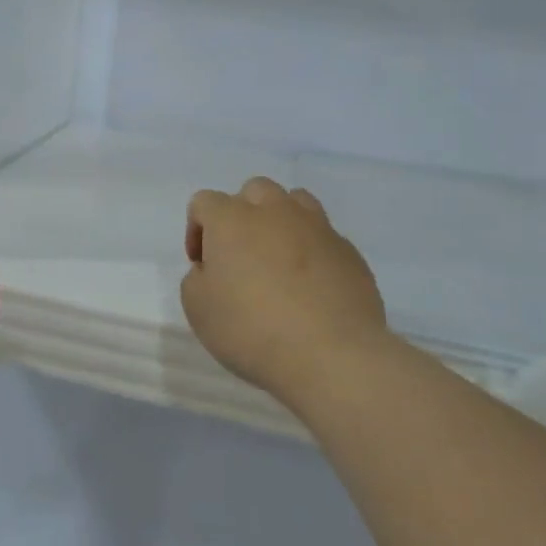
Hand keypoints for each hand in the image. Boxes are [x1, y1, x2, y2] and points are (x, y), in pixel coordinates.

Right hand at [181, 177, 389, 408]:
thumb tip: (213, 269)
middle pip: (253, 191)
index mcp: (232, 219)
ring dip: (281, 222)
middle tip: (240, 255)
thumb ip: (197, 278)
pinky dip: (312, 251)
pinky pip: (324, 237)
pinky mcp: (348, 251)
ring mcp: (317, 227)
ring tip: (279, 260)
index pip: (204, 202)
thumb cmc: (252, 329)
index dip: (196, 230)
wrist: (331, 354)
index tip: (202, 266)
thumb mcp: (198, 309)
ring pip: (295, 202)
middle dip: (242, 214)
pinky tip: (312, 286)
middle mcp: (274, 211)